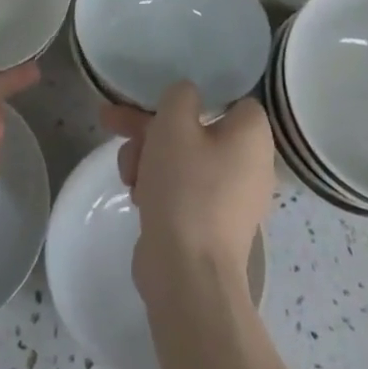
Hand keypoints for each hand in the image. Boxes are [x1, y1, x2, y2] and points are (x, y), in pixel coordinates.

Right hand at [101, 82, 275, 294]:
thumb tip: (187, 97)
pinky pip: (183, 189)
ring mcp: (231, 198)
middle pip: (195, 128)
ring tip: (127, 172)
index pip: (230, 97)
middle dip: (151, 127)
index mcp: (253, 135)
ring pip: (183, 158)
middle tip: (114, 121)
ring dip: (148, 156)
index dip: (195, 94)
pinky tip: (135, 194)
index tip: (164, 98)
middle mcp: (250, 164)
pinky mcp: (210, 224)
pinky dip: (158, 185)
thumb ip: (180, 95)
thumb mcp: (174, 123)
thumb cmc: (186, 187)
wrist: (186, 274)